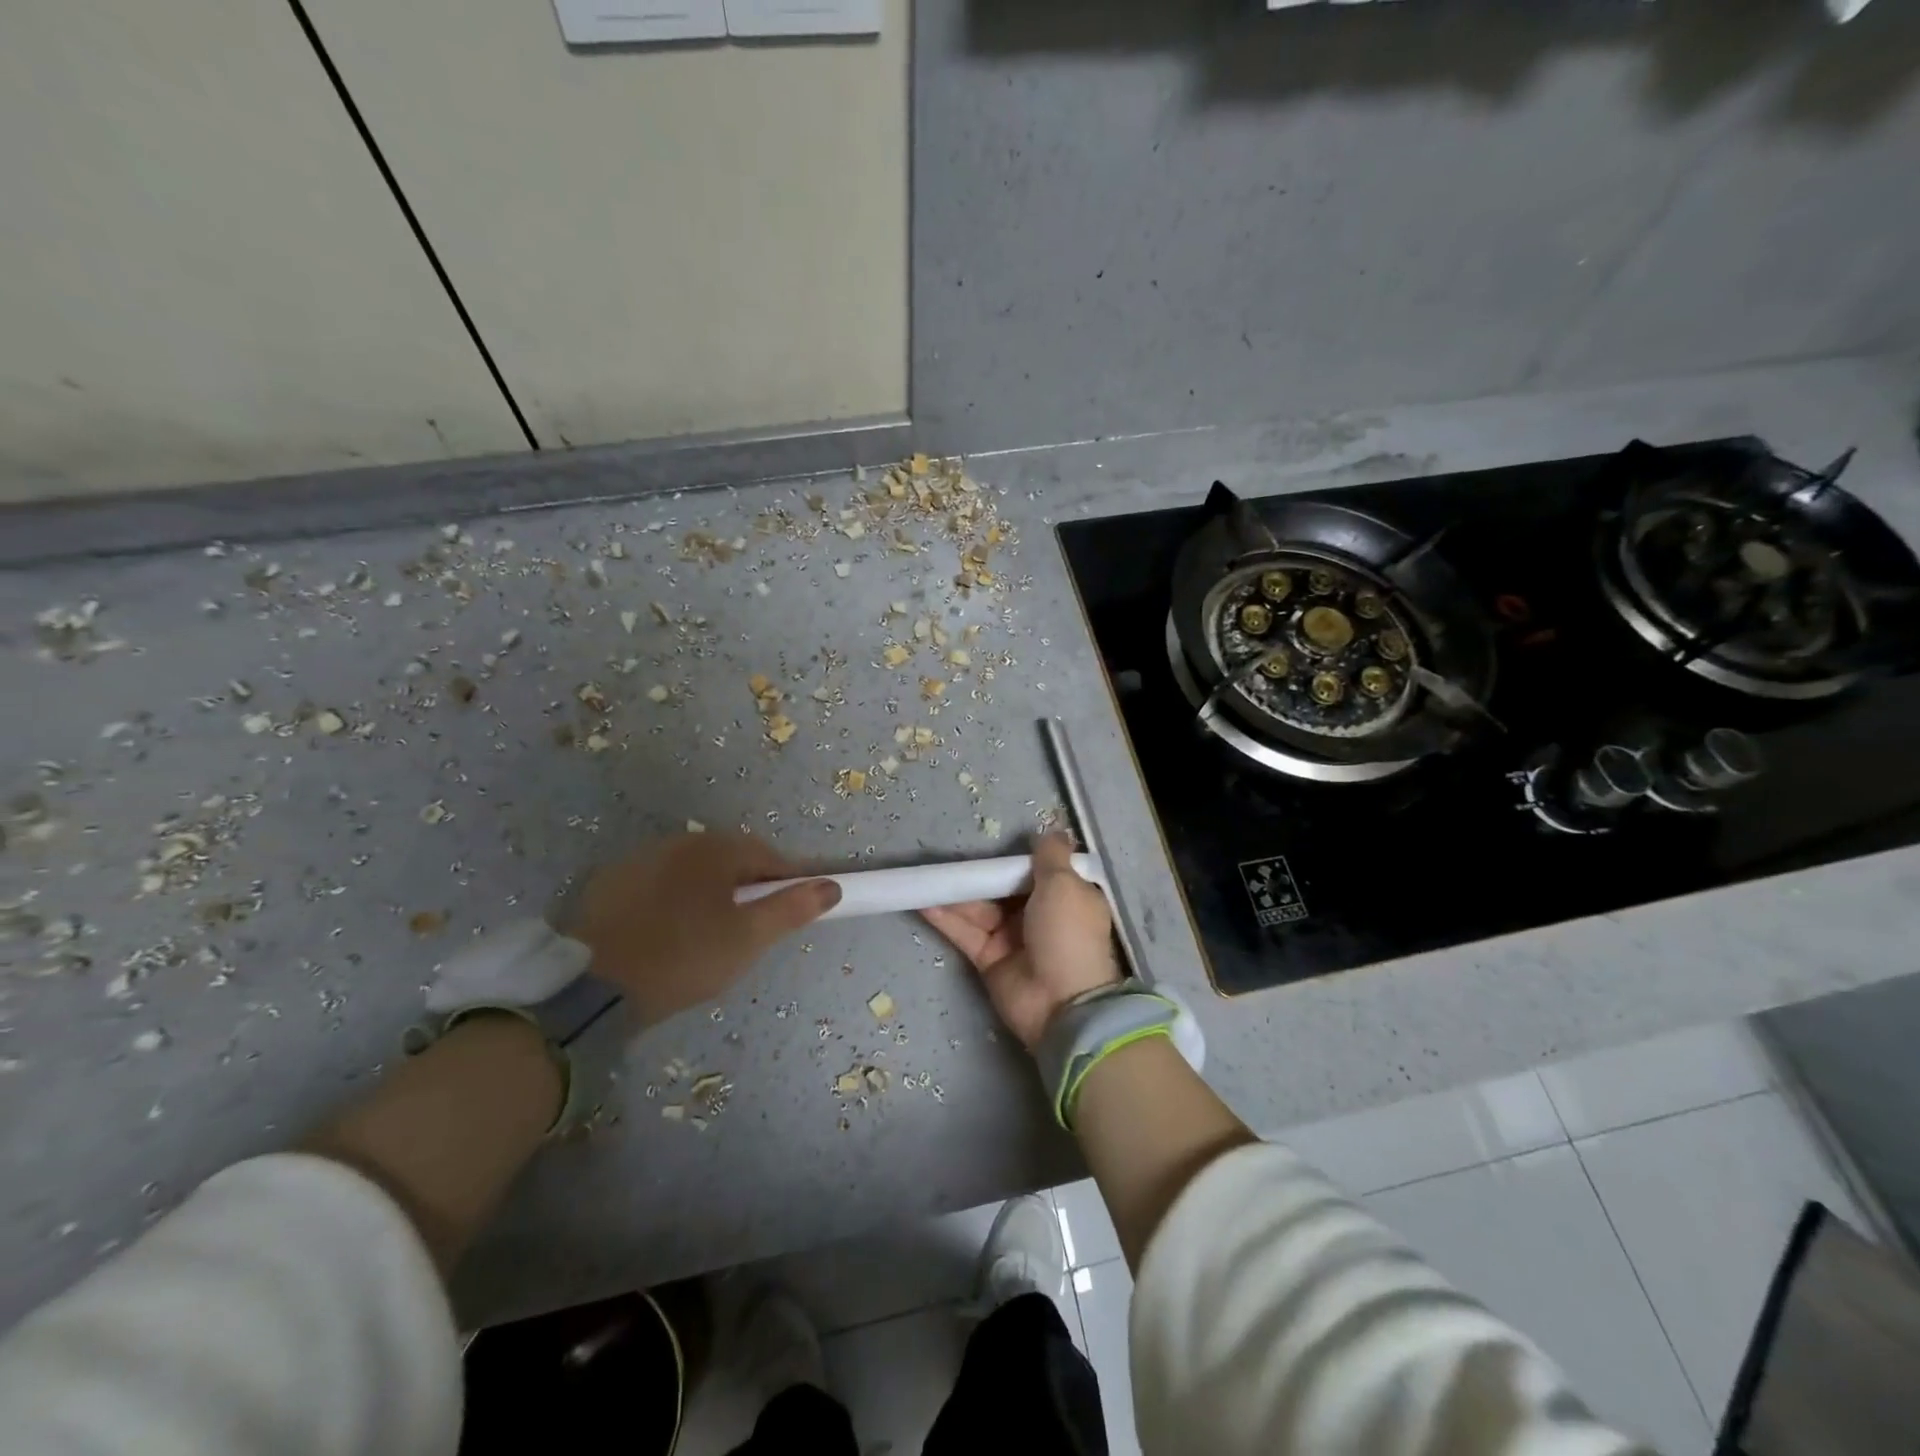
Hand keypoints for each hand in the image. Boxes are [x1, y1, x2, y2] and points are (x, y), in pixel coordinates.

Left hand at [569, 833, 839, 1026]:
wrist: (589, 989)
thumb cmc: (683, 958)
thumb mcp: (748, 939)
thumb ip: (792, 909)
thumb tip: (832, 886)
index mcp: (715, 849)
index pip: (769, 856)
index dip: (788, 882)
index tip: (793, 912)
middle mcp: (678, 842)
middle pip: (730, 859)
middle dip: (749, 887)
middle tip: (752, 930)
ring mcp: (639, 860)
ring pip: (693, 871)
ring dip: (711, 892)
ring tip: (710, 936)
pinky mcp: (609, 884)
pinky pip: (659, 884)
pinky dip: (674, 901)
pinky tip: (669, 934)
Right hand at [920, 833, 1121, 1049]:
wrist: (1063, 1005)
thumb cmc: (1068, 935)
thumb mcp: (1065, 885)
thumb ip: (1052, 856)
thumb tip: (1050, 831)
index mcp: (1065, 897)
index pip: (1038, 870)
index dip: (1016, 858)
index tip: (992, 841)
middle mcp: (1039, 915)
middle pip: (1002, 887)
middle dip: (978, 873)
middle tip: (947, 854)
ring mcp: (1012, 937)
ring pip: (979, 907)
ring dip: (955, 892)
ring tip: (925, 874)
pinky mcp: (988, 958)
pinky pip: (964, 931)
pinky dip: (944, 917)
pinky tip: (922, 899)